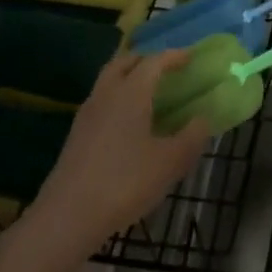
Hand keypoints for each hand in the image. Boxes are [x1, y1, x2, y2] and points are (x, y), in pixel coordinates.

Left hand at [24, 50, 210, 255]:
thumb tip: (203, 119)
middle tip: (166, 70)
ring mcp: (87, 114)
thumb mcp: (170, 162)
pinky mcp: (77, 134)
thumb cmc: (125, 182)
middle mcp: (106, 94)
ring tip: (150, 95)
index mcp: (131, 92)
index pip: (154, 62)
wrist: (69, 215)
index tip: (191, 56)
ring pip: (109, 81)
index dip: (174, 56)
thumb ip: (192, 137)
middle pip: (124, 63)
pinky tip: (130, 124)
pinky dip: (118, 99)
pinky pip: (102, 102)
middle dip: (146, 60)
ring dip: (129, 78)